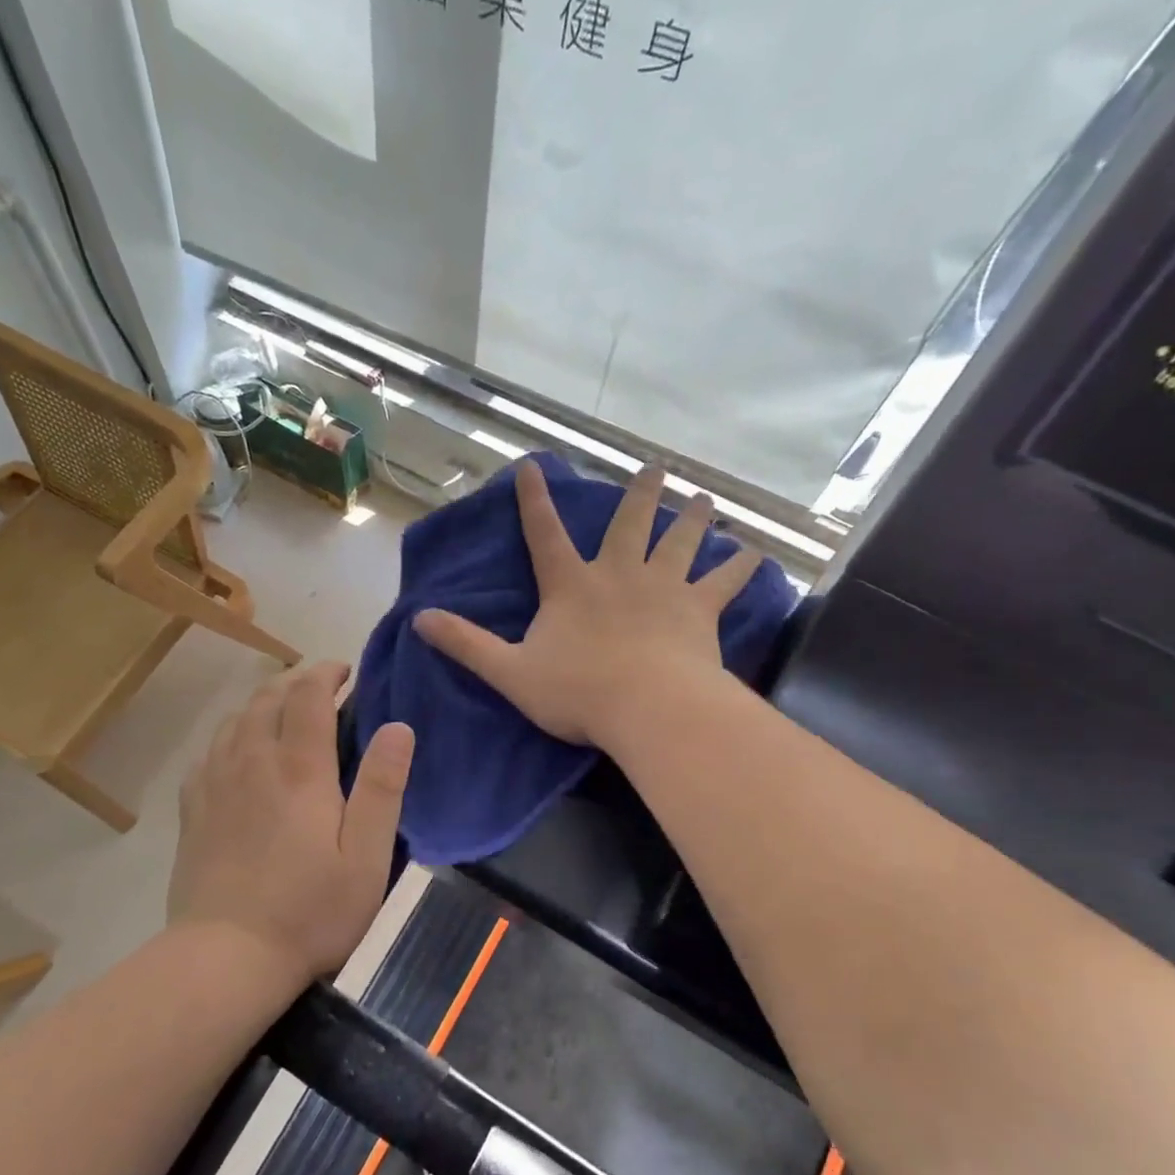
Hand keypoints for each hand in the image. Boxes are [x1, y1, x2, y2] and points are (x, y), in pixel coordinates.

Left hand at [168, 663, 414, 983]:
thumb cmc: (310, 911)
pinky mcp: (193, 808)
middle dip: (296, 681)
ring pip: (235, 719)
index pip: (308, 695)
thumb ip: (382, 788)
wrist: (227, 958)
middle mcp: (253, 762)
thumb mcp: (366, 856)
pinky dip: (231, 734)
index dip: (327, 672)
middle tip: (321, 689)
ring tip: (284, 712)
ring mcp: (216, 783)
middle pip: (267, 697)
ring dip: (263, 702)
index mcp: (300, 770)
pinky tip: (240, 751)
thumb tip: (398, 726)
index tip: (346, 671)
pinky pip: (209, 750)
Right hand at [414, 460, 762, 747]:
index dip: (535, 500)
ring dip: (692, 518)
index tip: (533, 466)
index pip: (545, 534)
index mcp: (571, 586)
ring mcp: (664, 589)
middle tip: (657, 466)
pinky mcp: (699, 611)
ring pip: (680, 542)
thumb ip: (466, 644)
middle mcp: (619, 575)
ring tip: (704, 497)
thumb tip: (419, 620)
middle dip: (640, 494)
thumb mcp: (509, 672)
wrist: (646, 708)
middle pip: (630, 524)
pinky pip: (724, 583)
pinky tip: (755, 553)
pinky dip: (740, 567)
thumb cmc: (577, 692)